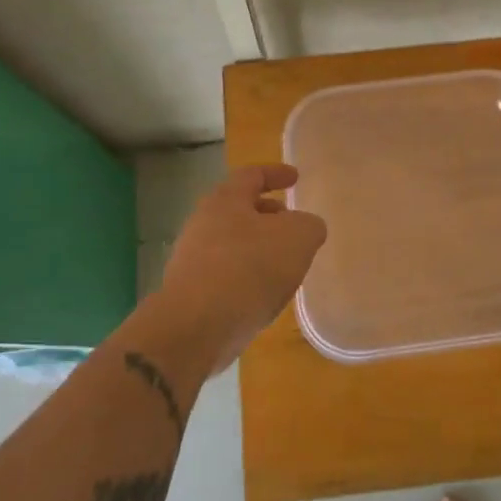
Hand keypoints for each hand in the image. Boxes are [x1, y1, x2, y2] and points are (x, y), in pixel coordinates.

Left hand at [154, 164, 326, 371]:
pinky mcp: (191, 293)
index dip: (276, 173)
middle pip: (240, 210)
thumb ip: (309, 226)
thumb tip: (307, 228)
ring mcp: (192, 259)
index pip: (252, 175)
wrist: (196, 327)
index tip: (295, 178)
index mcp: (225, 200)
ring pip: (233, 244)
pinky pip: (226, 275)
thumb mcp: (298, 238)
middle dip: (268, 214)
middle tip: (293, 224)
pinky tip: (265, 295)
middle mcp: (203, 223)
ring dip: (259, 249)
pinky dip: (248, 277)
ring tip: (286, 265)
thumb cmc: (249, 267)